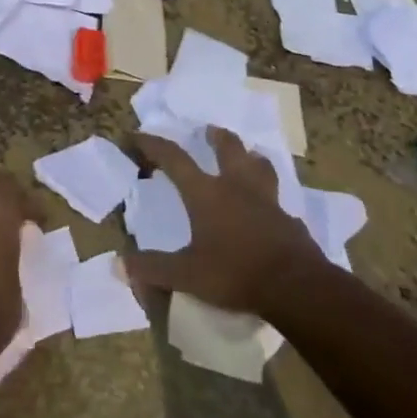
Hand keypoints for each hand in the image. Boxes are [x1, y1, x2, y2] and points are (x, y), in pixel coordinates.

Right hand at [124, 127, 323, 314]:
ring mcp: (267, 200)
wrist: (295, 286)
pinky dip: (270, 197)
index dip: (154, 145)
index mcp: (206, 193)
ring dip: (250, 156)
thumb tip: (120, 264)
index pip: (174, 159)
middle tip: (209, 131)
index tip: (138, 135)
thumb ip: (154, 269)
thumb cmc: (236, 273)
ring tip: (247, 155)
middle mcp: (236, 186)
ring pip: (259, 165)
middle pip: (227, 148)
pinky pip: (278, 199)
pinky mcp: (289, 219)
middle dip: (216, 136)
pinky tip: (270, 208)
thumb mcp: (188, 275)